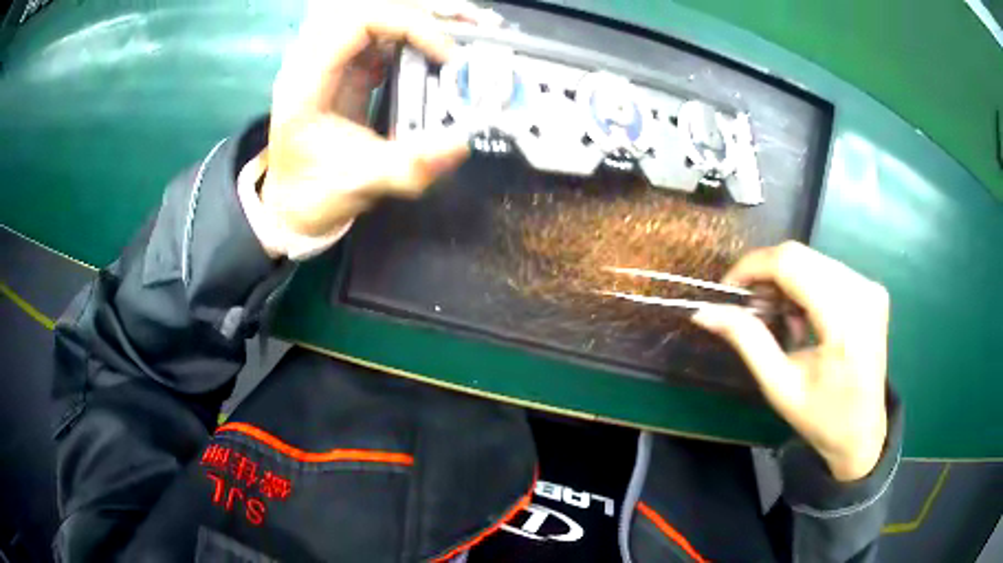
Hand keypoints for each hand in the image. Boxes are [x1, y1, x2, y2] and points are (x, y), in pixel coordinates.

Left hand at [258, 0, 498, 236]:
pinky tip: (441, 45)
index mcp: (307, 83)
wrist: (294, 204)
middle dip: (422, 12)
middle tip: (469, 25)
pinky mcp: (344, 66)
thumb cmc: (318, 194)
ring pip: (375, 15)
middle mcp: (313, 61)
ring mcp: (328, 60)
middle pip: (368, 9)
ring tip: (464, 27)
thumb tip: (462, 142)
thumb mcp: (363, 185)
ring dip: (420, 17)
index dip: (408, 25)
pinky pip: (381, 33)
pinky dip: (415, 32)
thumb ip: (409, 167)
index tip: (446, 53)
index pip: (356, 22)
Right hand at [692, 242, 889, 480]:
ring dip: (785, 282)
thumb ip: (746, 341)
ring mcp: (870, 287)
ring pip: (812, 259)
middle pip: (800, 256)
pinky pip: (827, 269)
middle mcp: (862, 291)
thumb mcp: (779, 386)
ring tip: (779, 320)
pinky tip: (802, 317)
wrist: (863, 434)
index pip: (791, 263)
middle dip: (766, 275)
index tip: (727, 290)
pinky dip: (804, 286)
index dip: (752, 267)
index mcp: (845, 319)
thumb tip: (705, 311)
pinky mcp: (871, 289)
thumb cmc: (822, 419)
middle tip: (750, 309)